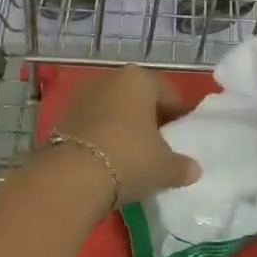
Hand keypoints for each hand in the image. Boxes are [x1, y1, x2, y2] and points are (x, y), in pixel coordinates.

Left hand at [50, 66, 201, 203]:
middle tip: (160, 146)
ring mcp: (83, 97)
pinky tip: (109, 161)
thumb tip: (193, 169)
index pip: (168, 93)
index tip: (182, 136)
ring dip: (124, 128)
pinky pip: (93, 125)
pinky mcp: (63, 118)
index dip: (179, 115)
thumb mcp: (164, 167)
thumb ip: (182, 166)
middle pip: (138, 98)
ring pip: (113, 110)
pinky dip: (103, 137)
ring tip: (133, 156)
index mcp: (139, 79)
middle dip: (149, 119)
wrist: (71, 177)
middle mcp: (110, 79)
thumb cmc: (129, 158)